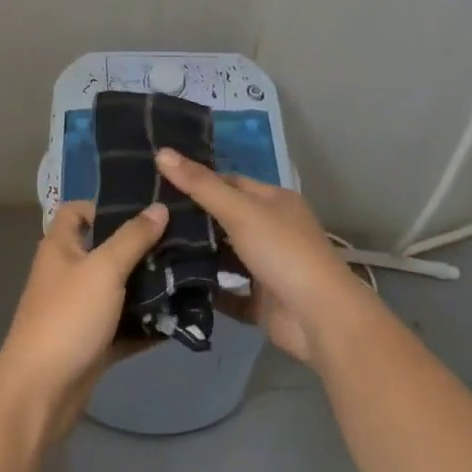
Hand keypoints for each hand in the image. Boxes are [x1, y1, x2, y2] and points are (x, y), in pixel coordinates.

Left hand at [0, 201, 167, 439]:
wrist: (40, 393)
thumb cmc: (68, 317)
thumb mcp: (104, 269)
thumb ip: (133, 238)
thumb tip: (159, 207)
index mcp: (60, 247)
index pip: (77, 211)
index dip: (105, 205)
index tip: (144, 209)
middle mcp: (68, 274)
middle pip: (105, 250)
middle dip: (140, 247)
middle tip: (180, 241)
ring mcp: (79, 310)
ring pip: (118, 290)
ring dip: (147, 287)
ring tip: (187, 275)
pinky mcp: (92, 343)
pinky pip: (123, 326)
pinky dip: (145, 324)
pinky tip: (178, 318)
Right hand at [154, 150, 376, 366]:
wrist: (321, 319)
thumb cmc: (283, 252)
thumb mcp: (239, 210)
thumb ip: (200, 185)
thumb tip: (161, 152)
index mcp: (274, 202)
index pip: (231, 182)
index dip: (199, 181)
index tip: (161, 183)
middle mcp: (273, 231)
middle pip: (226, 219)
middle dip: (194, 219)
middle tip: (150, 216)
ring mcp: (267, 268)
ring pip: (226, 256)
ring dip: (198, 255)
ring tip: (153, 247)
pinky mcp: (261, 302)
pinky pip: (228, 293)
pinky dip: (207, 290)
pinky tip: (174, 285)